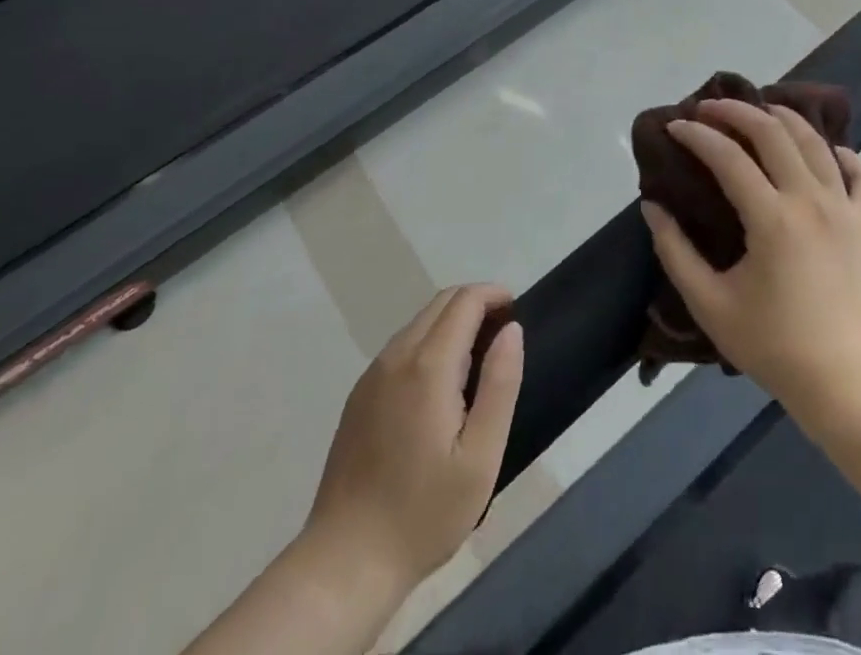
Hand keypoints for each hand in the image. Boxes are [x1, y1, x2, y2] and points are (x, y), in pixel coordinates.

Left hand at [301, 285, 524, 594]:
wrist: (344, 565)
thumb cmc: (423, 513)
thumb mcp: (481, 456)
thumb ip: (500, 384)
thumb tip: (512, 330)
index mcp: (428, 366)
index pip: (465, 301)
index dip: (495, 295)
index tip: (516, 313)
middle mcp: (396, 358)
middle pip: (441, 302)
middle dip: (476, 303)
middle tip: (502, 334)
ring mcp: (371, 377)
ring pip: (419, 323)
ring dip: (452, 322)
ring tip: (478, 360)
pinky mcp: (359, 398)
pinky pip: (401, 348)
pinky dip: (430, 342)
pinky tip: (441, 386)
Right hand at [641, 99, 860, 411]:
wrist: (839, 377)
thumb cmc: (770, 343)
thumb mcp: (709, 303)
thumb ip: (675, 251)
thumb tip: (652, 205)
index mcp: (773, 219)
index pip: (728, 157)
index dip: (697, 136)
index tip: (675, 126)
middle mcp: (811, 200)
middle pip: (773, 132)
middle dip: (735, 111)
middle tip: (708, 108)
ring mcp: (843, 206)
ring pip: (814, 140)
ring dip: (782, 117)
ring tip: (756, 112)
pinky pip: (858, 170)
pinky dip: (838, 151)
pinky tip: (820, 150)